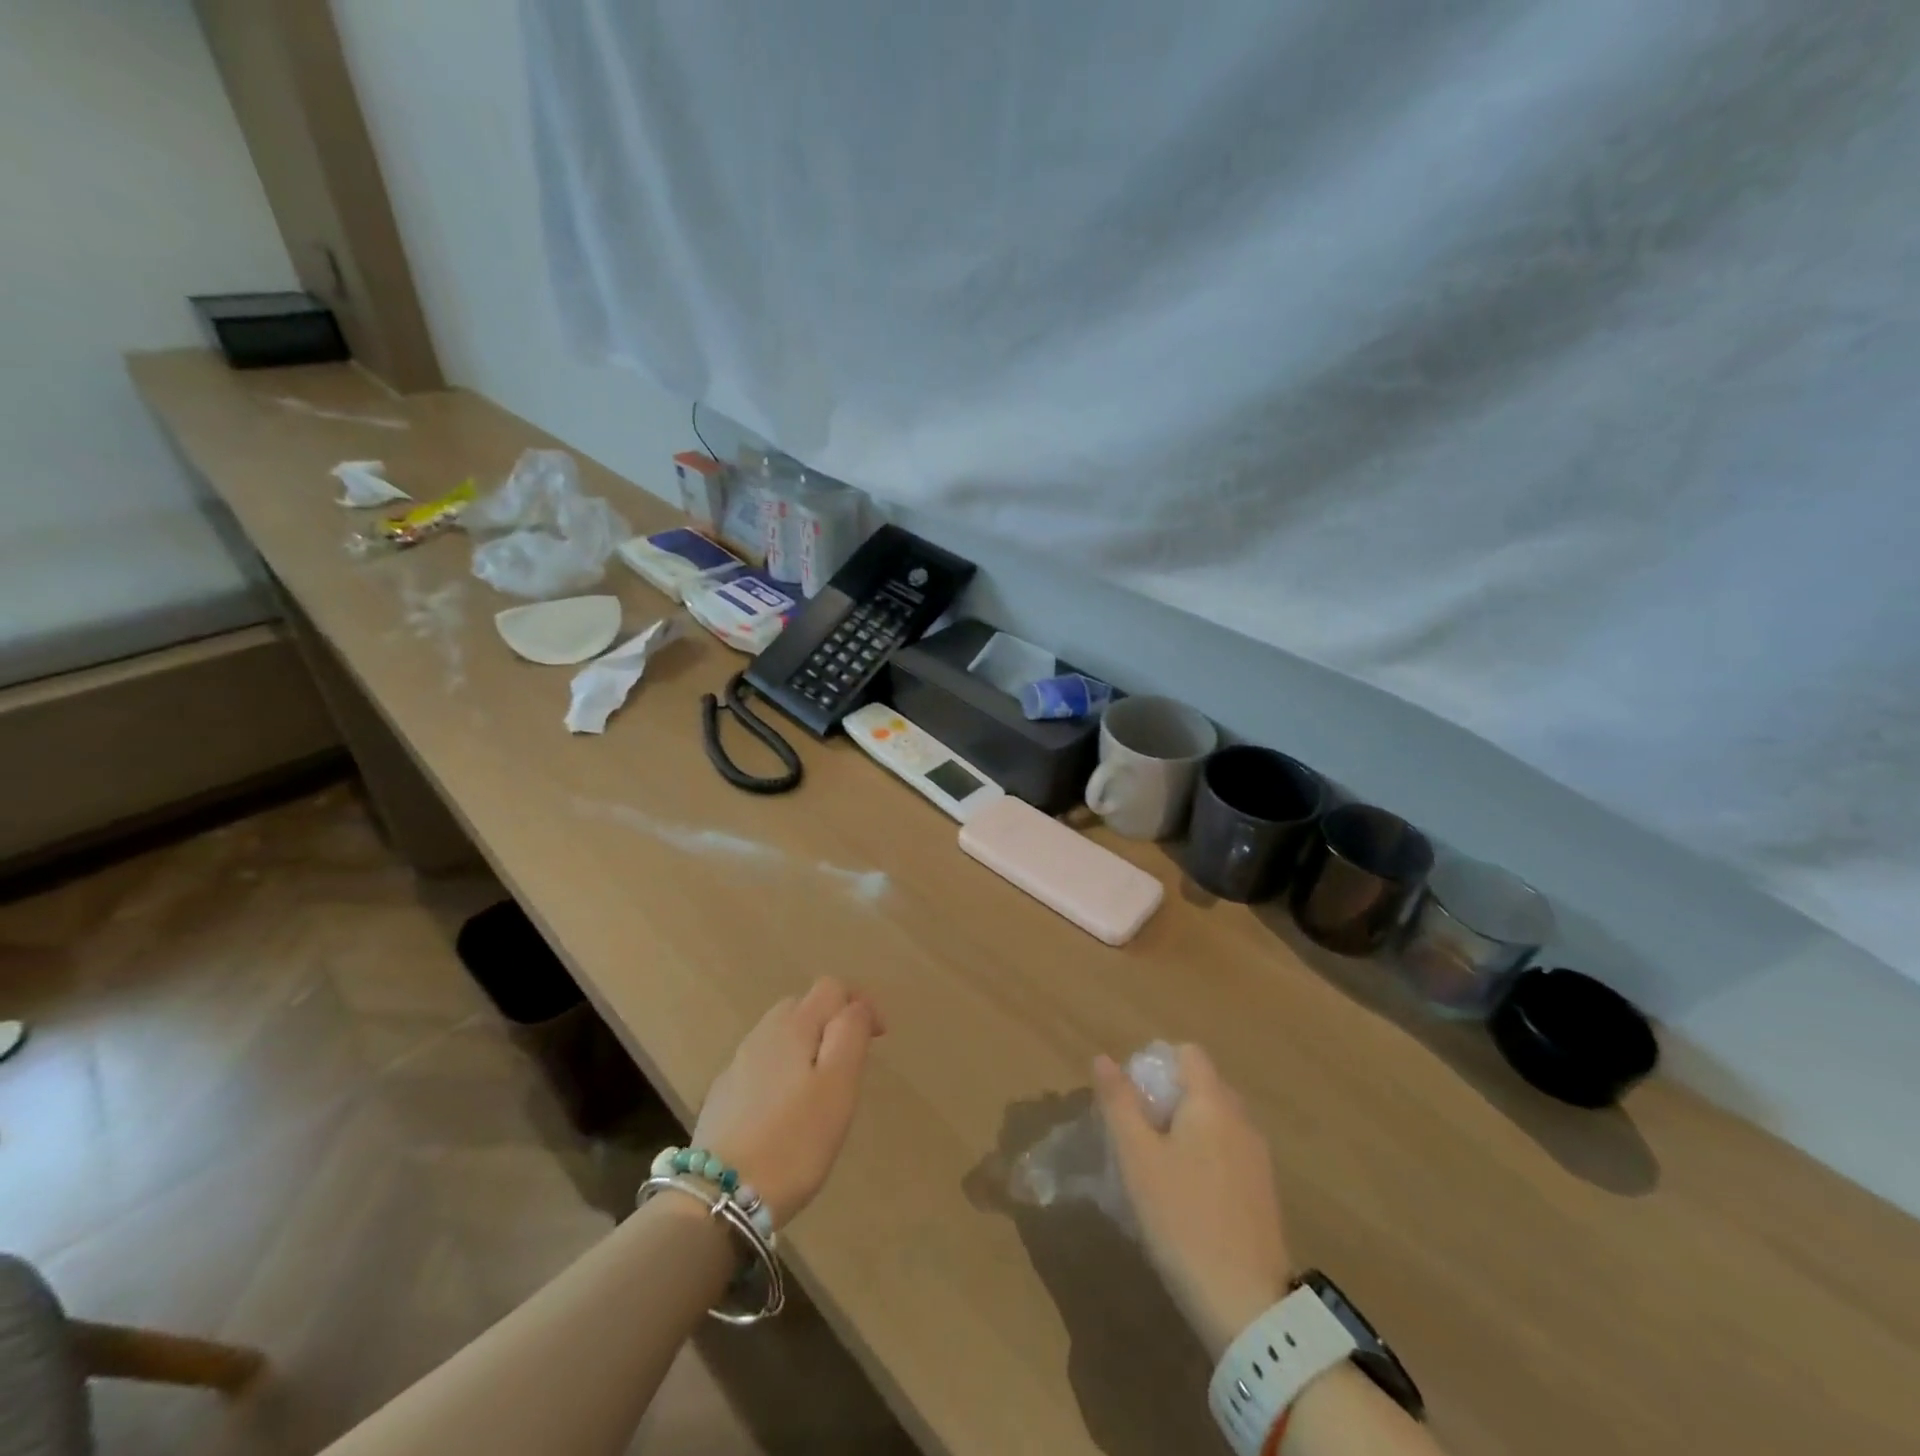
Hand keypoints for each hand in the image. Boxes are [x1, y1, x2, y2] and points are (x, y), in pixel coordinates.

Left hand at [692, 978, 883, 1228]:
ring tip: (821, 1086)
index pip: (831, 987)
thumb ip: (850, 1034)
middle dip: (831, 1021)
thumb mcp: (838, 1085)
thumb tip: (855, 1006)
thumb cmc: (794, 1140)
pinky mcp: (723, 1096)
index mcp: (794, 1026)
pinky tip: (785, 1109)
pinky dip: (781, 1071)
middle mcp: (762, 1034)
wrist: (721, 1197)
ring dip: (805, 1045)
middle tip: (850, 1061)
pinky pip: (761, 1065)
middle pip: (802, 1005)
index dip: (859, 1003)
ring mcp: (738, 1065)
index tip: (878, 1039)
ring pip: (779, 1035)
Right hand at [1094, 1044, 1294, 1357]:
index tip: (1131, 1098)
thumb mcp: (1137, 1157)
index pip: (1187, 1053)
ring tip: (1155, 1168)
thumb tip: (1104, 1058)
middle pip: (1201, 1086)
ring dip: (1184, 1131)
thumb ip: (1119, 1102)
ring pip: (1214, 1122)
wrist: (1246, 1305)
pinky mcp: (1263, 1192)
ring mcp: (1257, 1157)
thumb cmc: (1182, 1218)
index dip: (1156, 1065)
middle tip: (1135, 1135)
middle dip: (1166, 1099)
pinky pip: (1227, 1153)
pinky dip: (1204, 1158)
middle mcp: (1241, 1119)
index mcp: (1212, 1101)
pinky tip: (1184, 1198)